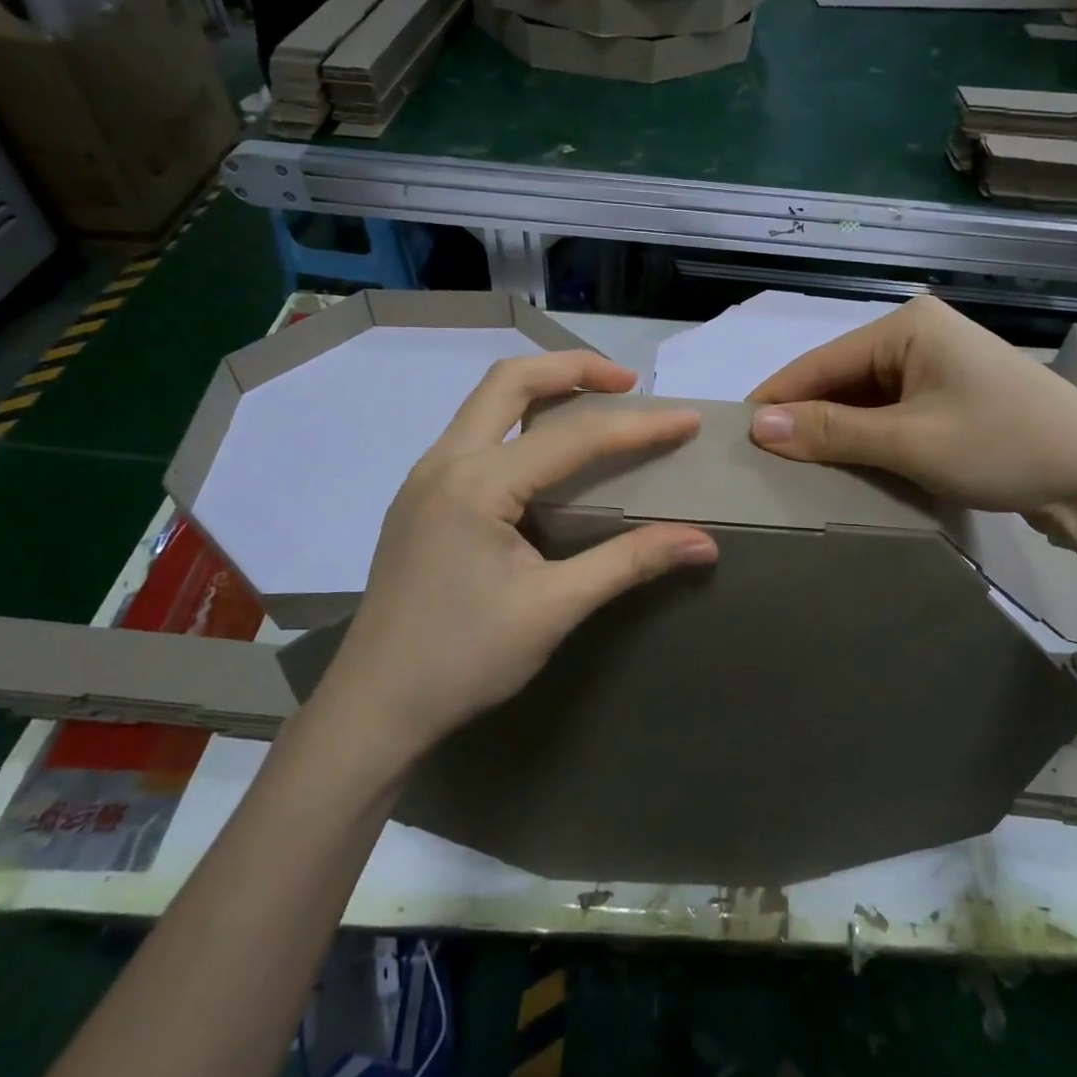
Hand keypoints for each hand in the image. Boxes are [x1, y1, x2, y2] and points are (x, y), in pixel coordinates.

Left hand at [319, 353, 716, 761]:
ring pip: (487, 401)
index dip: (638, 426)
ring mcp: (425, 477)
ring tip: (595, 403)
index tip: (688, 420)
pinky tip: (546, 452)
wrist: (373, 707)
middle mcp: (444, 462)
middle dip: (574, 368)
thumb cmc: (463, 659)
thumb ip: (629, 563)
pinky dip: (519, 420)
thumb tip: (703, 543)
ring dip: (543, 388)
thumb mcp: (554, 609)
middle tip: (628, 383)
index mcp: (477, 484)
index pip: (573, 437)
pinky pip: (475, 432)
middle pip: (511, 381)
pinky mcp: (420, 498)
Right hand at [746, 296, 1076, 515]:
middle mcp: (917, 336)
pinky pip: (890, 414)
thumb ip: (832, 431)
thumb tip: (758, 425)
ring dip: (834, 432)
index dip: (776, 399)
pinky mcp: (949, 397)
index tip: (734, 434)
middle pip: (840, 380)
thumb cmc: (1003, 445)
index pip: (820, 363)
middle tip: (761, 461)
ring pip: (863, 400)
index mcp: (906, 326)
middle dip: (804, 419)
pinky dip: (866, 439)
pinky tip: (844, 465)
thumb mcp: (910, 441)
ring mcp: (936, 367)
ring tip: (793, 468)